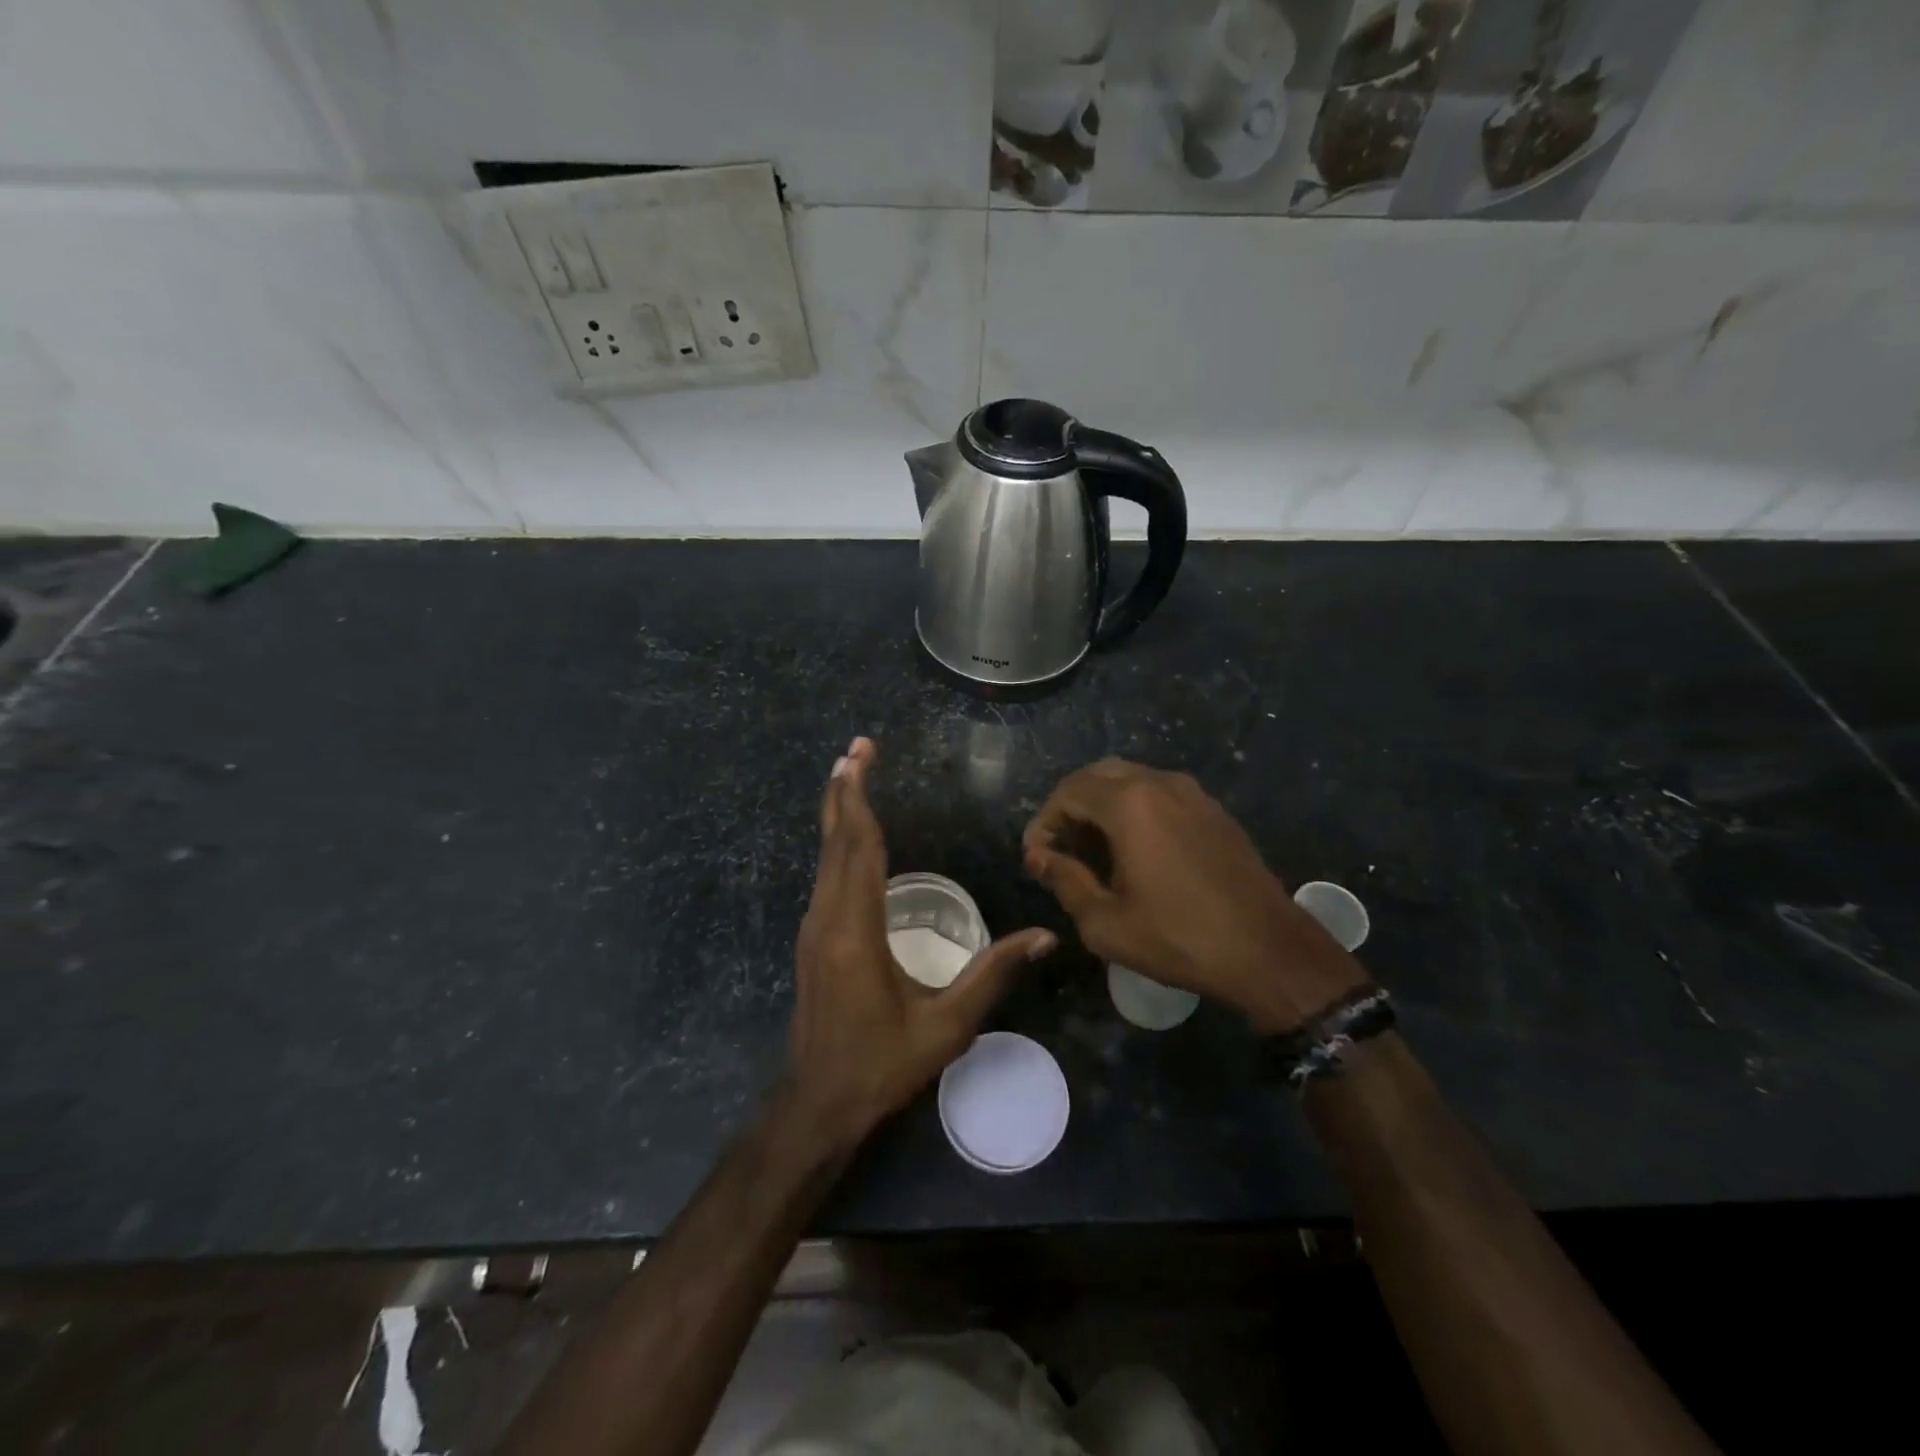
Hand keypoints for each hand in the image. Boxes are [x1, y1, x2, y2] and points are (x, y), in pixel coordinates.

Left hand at [786, 738, 1056, 1146]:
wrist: (818, 1105)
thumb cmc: (882, 1065)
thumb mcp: (946, 1024)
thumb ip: (993, 974)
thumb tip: (1045, 936)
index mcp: (856, 929)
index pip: (859, 845)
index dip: (861, 796)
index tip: (861, 754)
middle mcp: (828, 918)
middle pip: (835, 840)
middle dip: (844, 790)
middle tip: (855, 747)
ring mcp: (814, 929)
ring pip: (825, 856)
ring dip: (837, 813)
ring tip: (848, 776)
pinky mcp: (814, 941)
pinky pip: (825, 876)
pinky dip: (837, 843)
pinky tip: (849, 836)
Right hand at [1023, 758, 1367, 1032]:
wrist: (1268, 951)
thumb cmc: (1179, 938)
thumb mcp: (1106, 922)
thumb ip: (1064, 880)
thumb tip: (1039, 857)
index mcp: (1129, 803)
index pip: (1068, 793)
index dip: (1044, 822)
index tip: (1037, 858)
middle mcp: (1160, 783)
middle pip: (1097, 776)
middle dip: (1071, 808)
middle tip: (1061, 849)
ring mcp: (1192, 793)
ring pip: (1131, 781)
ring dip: (1103, 806)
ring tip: (1094, 852)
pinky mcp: (1213, 810)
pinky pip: (1160, 795)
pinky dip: (1135, 810)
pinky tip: (1135, 851)